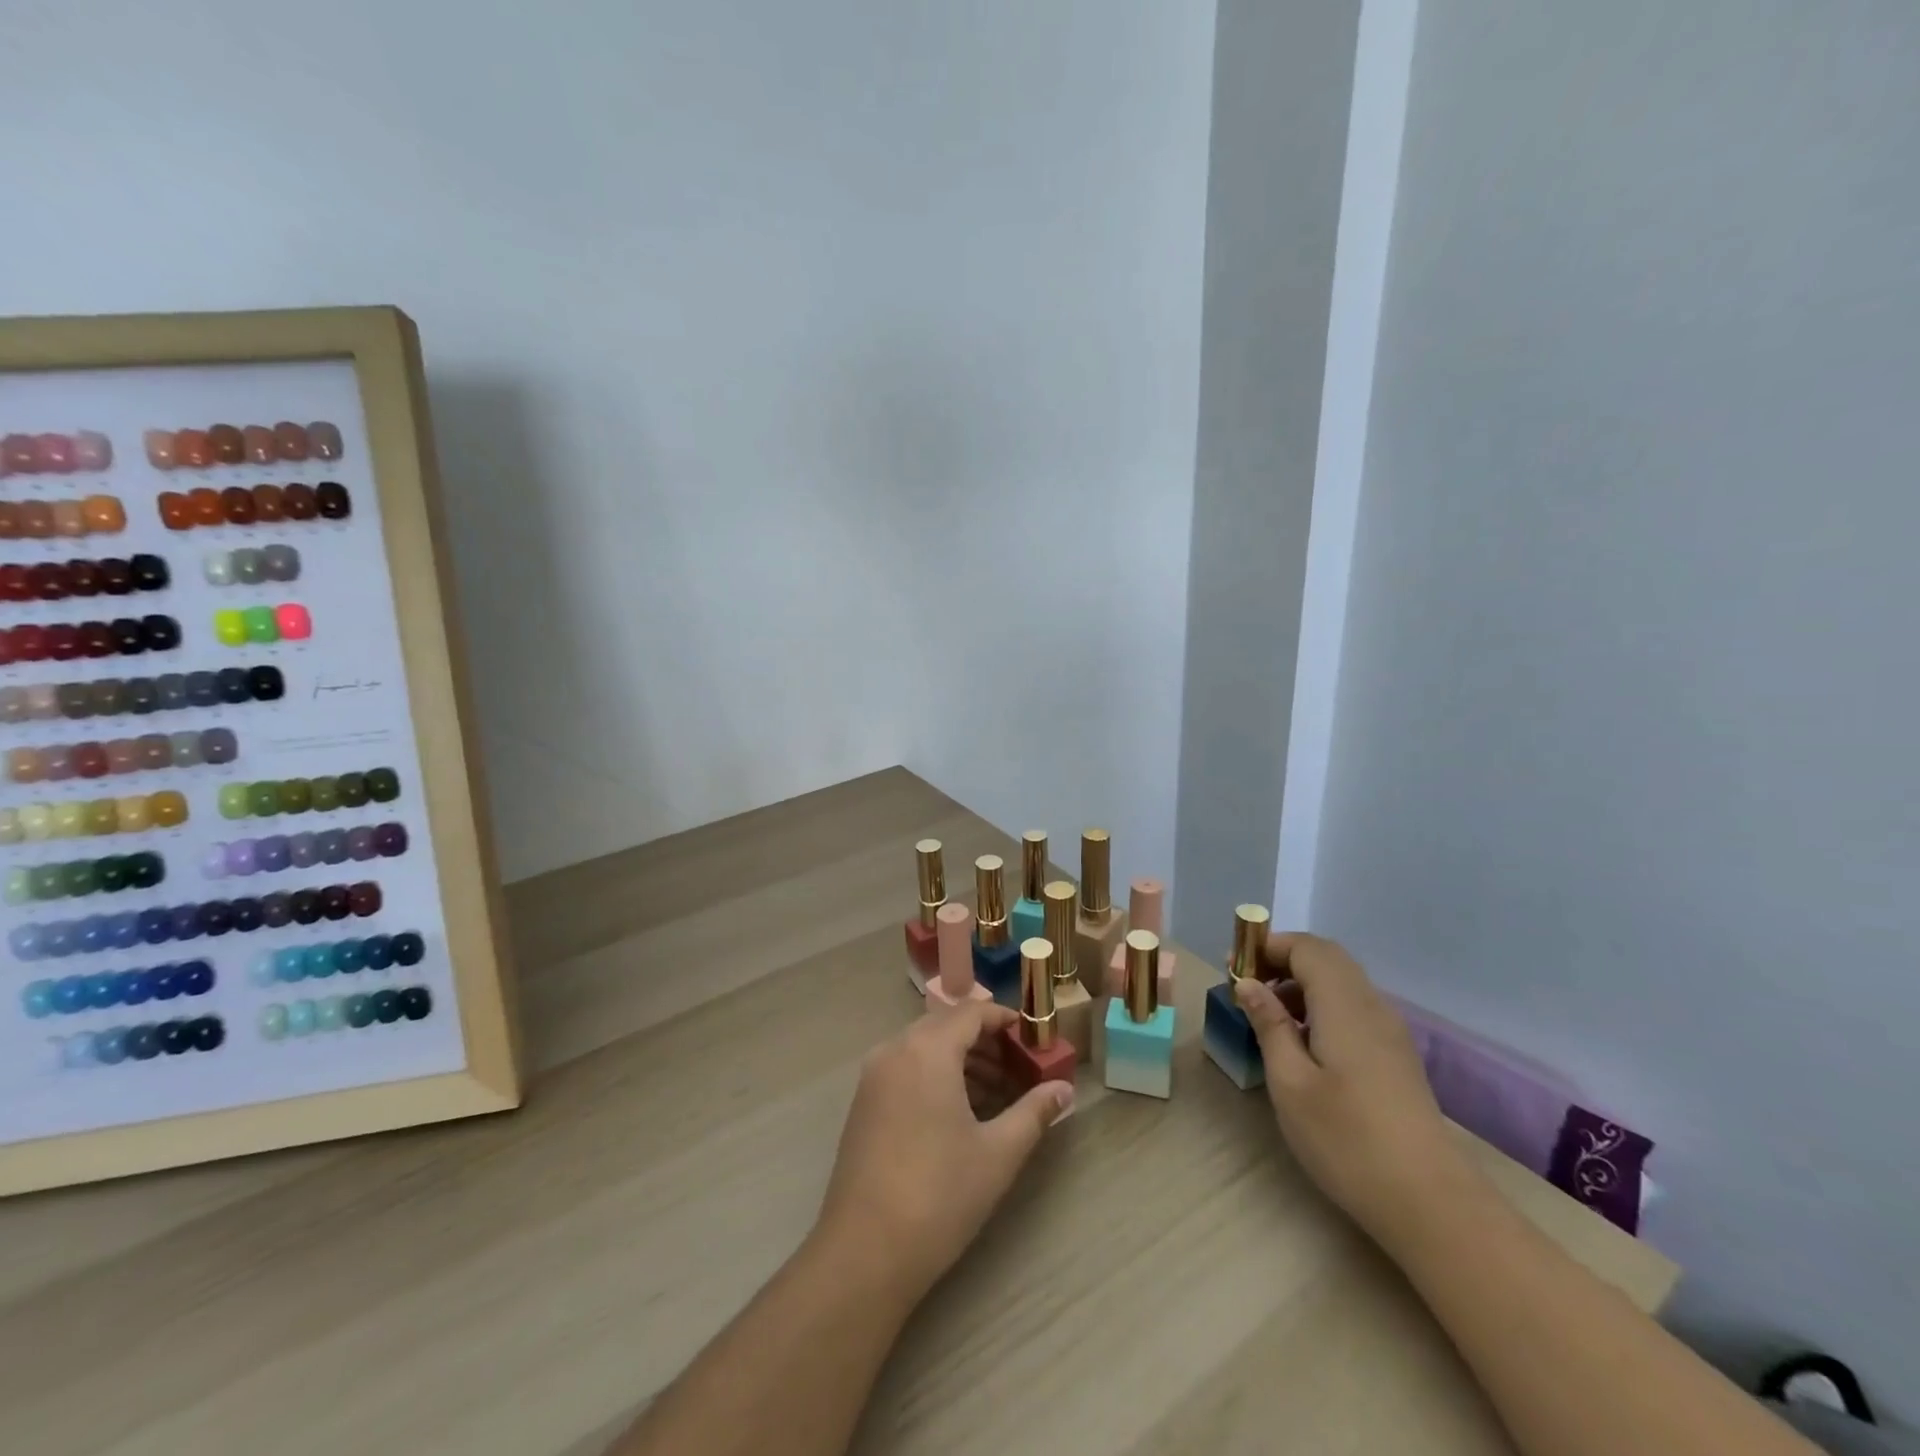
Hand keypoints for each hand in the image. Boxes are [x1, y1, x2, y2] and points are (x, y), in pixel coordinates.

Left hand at [815, 1002, 1073, 1302]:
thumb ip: (1034, 1113)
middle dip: (985, 1043)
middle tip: (1019, 1071)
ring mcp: (873, 1076)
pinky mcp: (863, 1103)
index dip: (1005, 1020)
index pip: (972, 1012)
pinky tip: (959, 1114)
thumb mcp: (998, 1153)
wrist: (865, 1251)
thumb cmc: (939, 1194)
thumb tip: (1065, 1090)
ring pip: (925, 1048)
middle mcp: (895, 1050)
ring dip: (961, 1061)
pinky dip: (935, 1076)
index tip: (1033, 1041)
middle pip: (947, 1026)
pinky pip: (906, 1068)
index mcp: (927, 1050)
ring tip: (996, 1096)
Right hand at [1234, 933, 1471, 1243]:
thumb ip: (1269, 1024)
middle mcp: (1372, 1006)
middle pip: (1327, 958)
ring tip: (1268, 1018)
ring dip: (1301, 984)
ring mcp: (1390, 1032)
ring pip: (1342, 983)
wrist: (1430, 1202)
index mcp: (1344, 1004)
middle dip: (1283, 961)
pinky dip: (1322, 1007)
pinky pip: (1354, 1008)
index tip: (1234, 968)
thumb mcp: (1290, 1082)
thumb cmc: (1347, 1139)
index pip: (1306, 947)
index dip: (1268, 947)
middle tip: (1248, 988)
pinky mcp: (1396, 1056)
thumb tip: (1248, 983)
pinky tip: (1303, 1045)